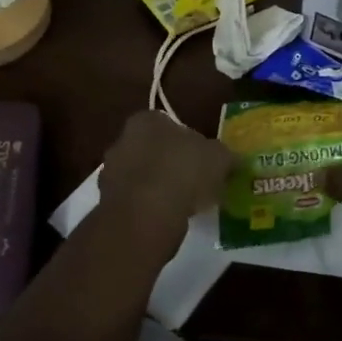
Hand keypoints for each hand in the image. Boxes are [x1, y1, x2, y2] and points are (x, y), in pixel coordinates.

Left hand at [94, 111, 232, 265]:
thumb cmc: (183, 171)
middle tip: (197, 182)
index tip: (204, 160)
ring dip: (161, 188)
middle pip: (153, 150)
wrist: (146, 215)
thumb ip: (225, 156)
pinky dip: (150, 209)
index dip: (189, 142)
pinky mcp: (108, 204)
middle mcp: (121, 141)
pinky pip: (136, 202)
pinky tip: (170, 220)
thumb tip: (233, 160)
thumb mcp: (218, 158)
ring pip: (143, 177)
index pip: (169, 125)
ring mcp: (111, 174)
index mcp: (146, 120)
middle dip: (172, 164)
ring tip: (187, 205)